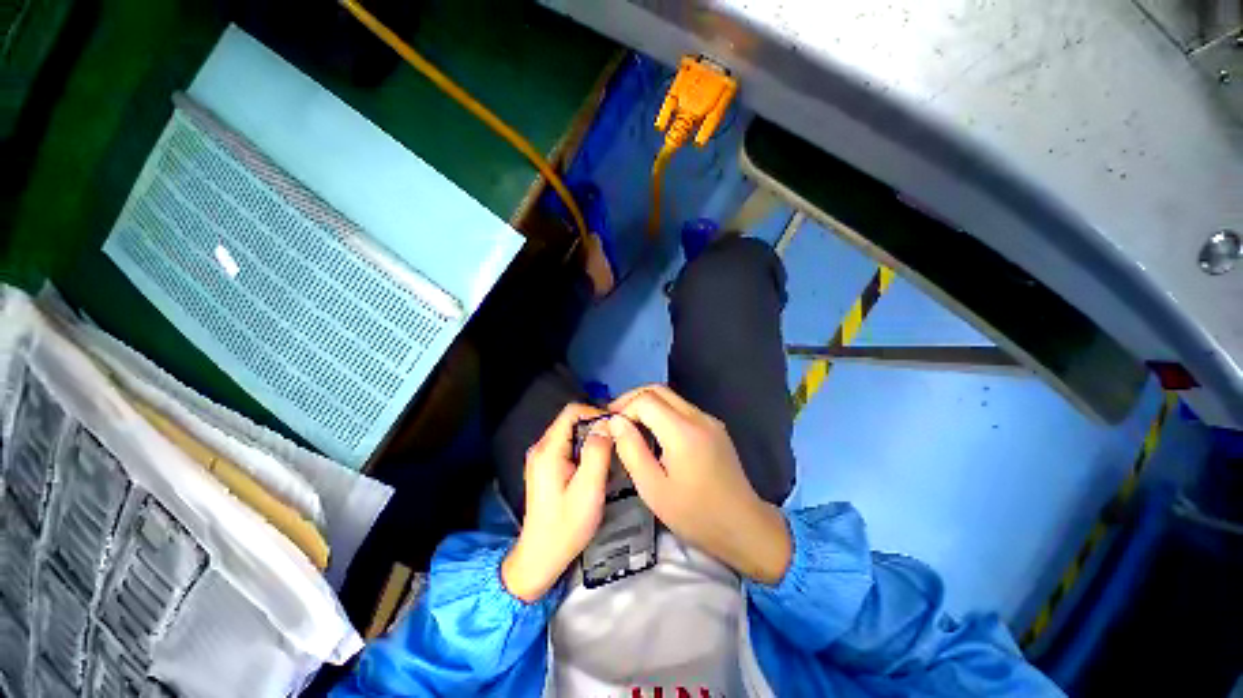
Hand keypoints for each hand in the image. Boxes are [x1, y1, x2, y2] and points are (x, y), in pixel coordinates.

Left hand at [502, 404, 612, 601]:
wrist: (540, 558)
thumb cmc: (566, 526)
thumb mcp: (588, 489)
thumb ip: (597, 453)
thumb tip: (606, 424)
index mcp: (548, 450)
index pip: (572, 412)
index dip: (596, 412)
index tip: (615, 427)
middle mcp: (541, 447)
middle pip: (571, 421)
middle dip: (595, 426)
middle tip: (617, 441)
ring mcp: (541, 458)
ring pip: (570, 433)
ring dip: (591, 438)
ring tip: (610, 453)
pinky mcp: (545, 467)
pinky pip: (567, 446)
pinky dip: (584, 448)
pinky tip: (596, 465)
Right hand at [608, 385, 791, 584]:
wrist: (744, 527)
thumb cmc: (695, 514)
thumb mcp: (653, 488)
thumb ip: (631, 450)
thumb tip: (615, 422)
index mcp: (682, 431)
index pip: (645, 400)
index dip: (624, 407)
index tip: (610, 425)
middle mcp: (698, 416)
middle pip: (658, 390)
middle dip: (633, 398)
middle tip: (615, 418)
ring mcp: (709, 420)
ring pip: (671, 397)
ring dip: (647, 404)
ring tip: (630, 425)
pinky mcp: (715, 427)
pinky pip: (682, 409)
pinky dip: (662, 412)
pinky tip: (654, 432)